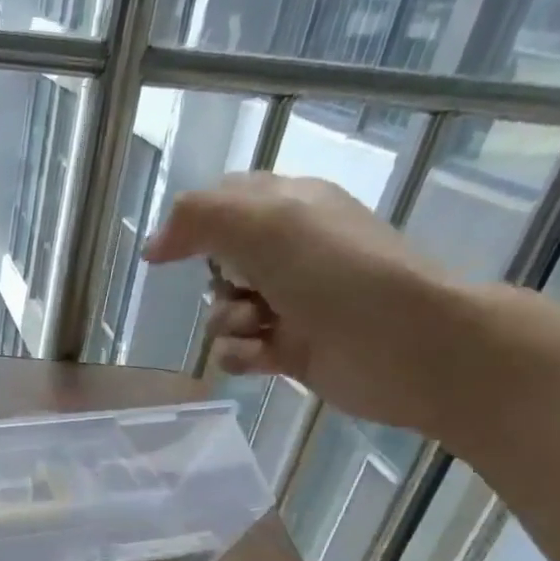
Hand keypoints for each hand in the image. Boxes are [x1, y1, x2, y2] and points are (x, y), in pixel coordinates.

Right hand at [145, 173, 467, 433]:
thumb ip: (199, 219)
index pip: (225, 203)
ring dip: (224, 322)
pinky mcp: (291, 349)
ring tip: (254, 326)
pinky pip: (239, 350)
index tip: (164, 254)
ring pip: (223, 311)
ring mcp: (291, 303)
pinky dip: (239, 354)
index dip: (192, 225)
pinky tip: (259, 357)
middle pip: (218, 262)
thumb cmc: (337, 273)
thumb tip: (154, 246)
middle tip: (240, 286)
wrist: (405, 344)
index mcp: (290, 207)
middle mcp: (290, 252)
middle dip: (214, 280)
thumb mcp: (264, 224)